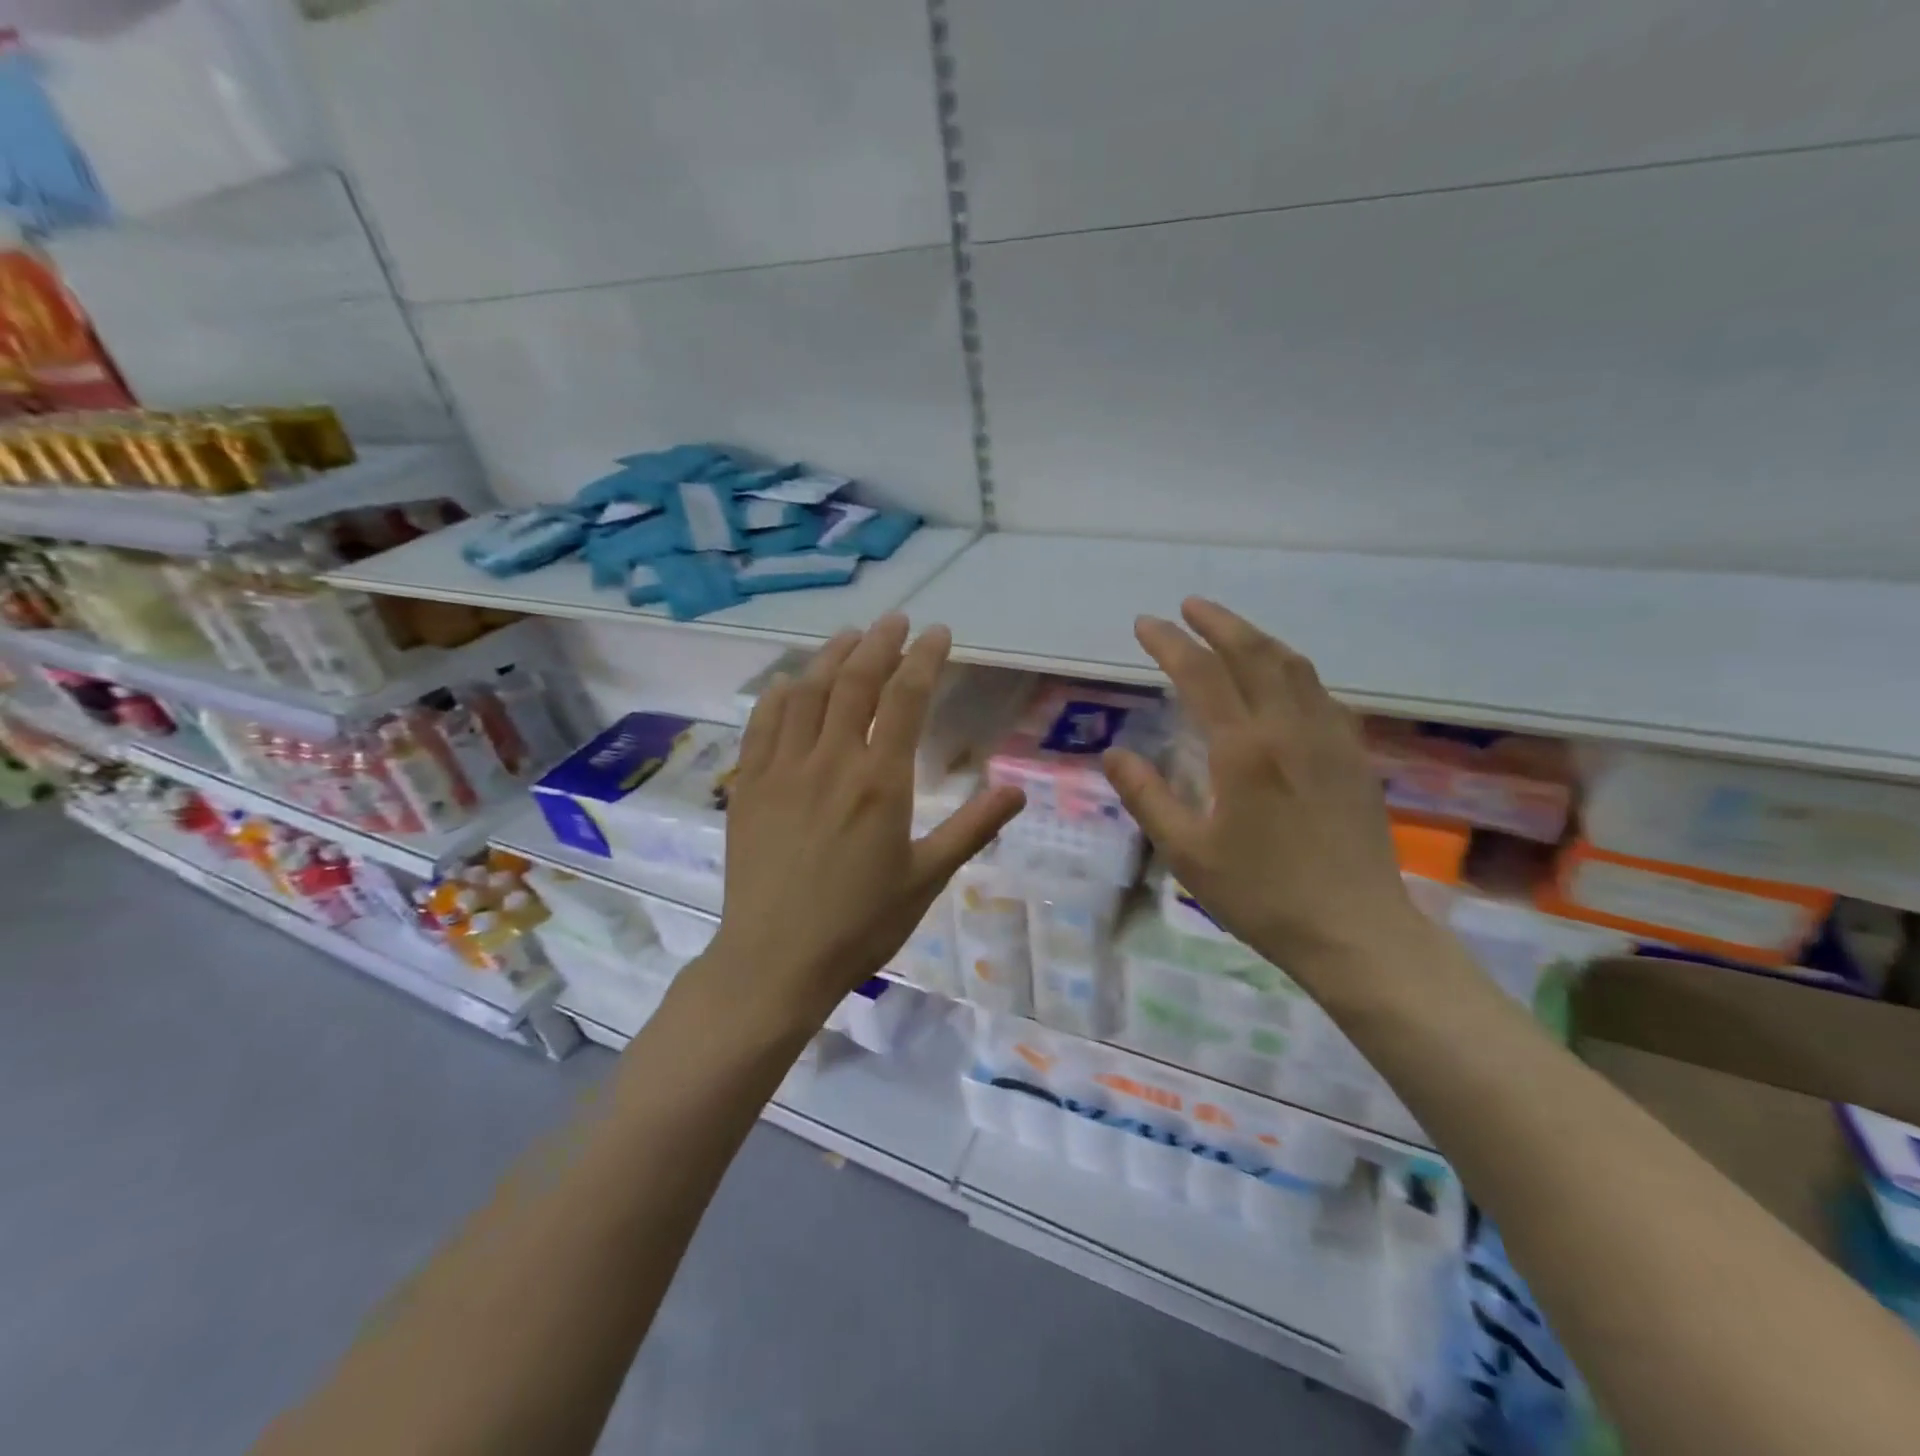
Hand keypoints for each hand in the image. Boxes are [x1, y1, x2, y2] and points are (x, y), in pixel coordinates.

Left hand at [706, 615, 1025, 1024]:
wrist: (775, 961)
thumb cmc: (860, 925)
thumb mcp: (928, 879)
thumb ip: (972, 828)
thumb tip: (1018, 790)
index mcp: (880, 781)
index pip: (905, 698)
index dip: (923, 658)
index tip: (937, 633)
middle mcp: (830, 761)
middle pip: (855, 681)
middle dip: (879, 642)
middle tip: (896, 620)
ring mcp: (783, 769)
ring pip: (806, 692)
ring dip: (831, 656)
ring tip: (851, 636)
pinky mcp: (750, 784)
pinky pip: (763, 722)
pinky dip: (781, 691)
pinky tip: (793, 681)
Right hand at [1101, 598, 1421, 979]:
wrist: (1355, 931)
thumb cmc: (1261, 895)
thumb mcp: (1187, 853)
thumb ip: (1147, 797)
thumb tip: (1113, 753)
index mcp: (1244, 750)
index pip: (1201, 675)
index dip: (1170, 643)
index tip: (1145, 624)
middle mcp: (1290, 729)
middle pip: (1254, 654)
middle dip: (1218, 622)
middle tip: (1188, 606)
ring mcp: (1329, 739)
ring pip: (1294, 666)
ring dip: (1257, 639)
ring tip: (1229, 631)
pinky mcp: (1353, 757)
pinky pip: (1321, 693)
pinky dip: (1291, 670)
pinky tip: (1282, 681)